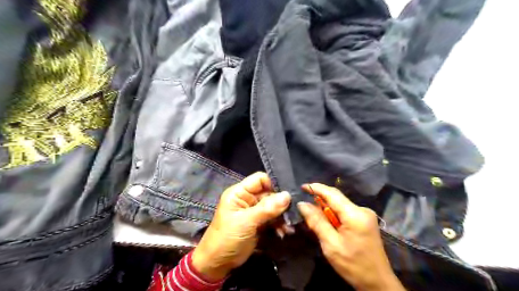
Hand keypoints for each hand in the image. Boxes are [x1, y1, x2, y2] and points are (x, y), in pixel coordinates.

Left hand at [191, 172, 291, 280]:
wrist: (218, 264)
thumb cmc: (227, 238)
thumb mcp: (246, 222)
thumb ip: (267, 208)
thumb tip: (287, 195)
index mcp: (240, 192)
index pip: (260, 179)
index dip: (274, 184)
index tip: (289, 193)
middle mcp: (247, 199)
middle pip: (269, 193)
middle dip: (281, 202)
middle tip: (294, 211)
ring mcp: (254, 211)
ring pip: (273, 206)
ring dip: (282, 215)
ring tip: (289, 226)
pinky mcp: (259, 223)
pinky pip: (272, 218)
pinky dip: (279, 224)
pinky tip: (284, 232)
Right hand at [296, 185, 405, 290]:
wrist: (378, 283)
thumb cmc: (353, 265)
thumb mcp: (331, 244)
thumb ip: (317, 221)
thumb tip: (302, 204)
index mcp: (355, 214)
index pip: (332, 194)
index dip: (316, 188)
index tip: (302, 187)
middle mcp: (362, 209)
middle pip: (336, 198)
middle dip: (319, 200)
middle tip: (304, 208)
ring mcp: (365, 215)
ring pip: (340, 205)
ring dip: (326, 209)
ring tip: (313, 218)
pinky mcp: (365, 220)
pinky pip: (345, 212)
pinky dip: (333, 215)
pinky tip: (327, 224)